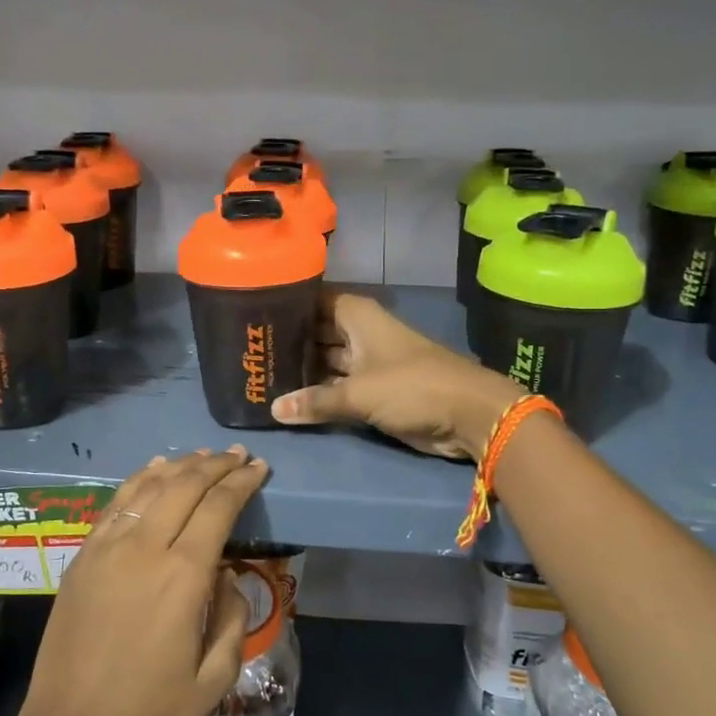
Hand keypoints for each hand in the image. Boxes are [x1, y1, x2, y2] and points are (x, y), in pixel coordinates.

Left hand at [19, 448, 267, 715]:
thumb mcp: (213, 681)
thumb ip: (232, 620)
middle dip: (217, 464)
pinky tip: (155, 470)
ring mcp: (108, 548)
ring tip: (204, 456)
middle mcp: (144, 548)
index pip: (218, 508)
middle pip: (185, 485)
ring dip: (181, 466)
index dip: (242, 482)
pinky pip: (116, 503)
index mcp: (182, 576)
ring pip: (149, 486)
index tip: (259, 468)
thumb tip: (226, 577)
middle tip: (239, 456)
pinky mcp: (84, 555)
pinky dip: (141, 479)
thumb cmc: (148, 713)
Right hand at [270, 292, 521, 460]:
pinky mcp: (372, 389)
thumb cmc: (413, 387)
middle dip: (286, 341)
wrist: (469, 415)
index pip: (311, 299)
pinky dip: (316, 392)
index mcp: (356, 315)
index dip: (283, 304)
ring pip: (324, 360)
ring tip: (257, 374)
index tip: (248, 312)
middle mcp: (358, 332)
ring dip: (299, 369)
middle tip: (245, 350)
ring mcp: (365, 361)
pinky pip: (335, 386)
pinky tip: (286, 398)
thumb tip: (274, 409)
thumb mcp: (360, 393)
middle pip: (314, 331)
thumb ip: (316, 401)